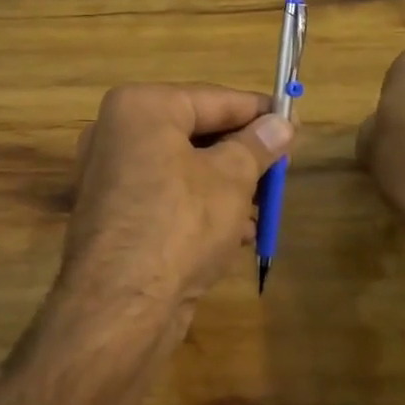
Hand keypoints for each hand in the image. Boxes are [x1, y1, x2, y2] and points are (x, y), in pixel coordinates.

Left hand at [58, 84, 292, 331]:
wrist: (120, 306)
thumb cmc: (180, 222)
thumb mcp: (232, 178)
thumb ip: (258, 145)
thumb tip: (281, 124)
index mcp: (141, 107)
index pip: (214, 98)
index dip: (259, 111)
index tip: (294, 120)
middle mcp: (117, 132)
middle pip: (196, 132)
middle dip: (242, 154)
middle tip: (282, 167)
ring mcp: (110, 175)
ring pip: (184, 167)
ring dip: (227, 186)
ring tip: (264, 207)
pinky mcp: (113, 214)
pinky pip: (167, 196)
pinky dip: (201, 207)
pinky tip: (237, 233)